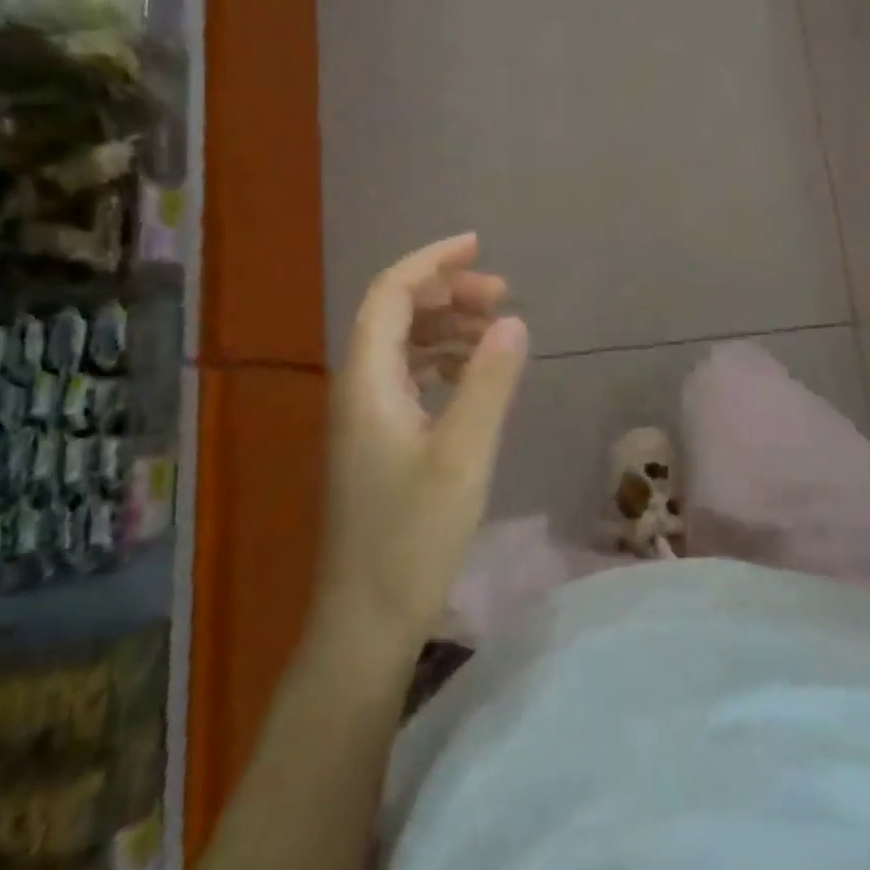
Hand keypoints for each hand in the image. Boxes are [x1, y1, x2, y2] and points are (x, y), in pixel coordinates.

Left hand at [318, 233, 528, 649]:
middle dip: (446, 292)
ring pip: (402, 345)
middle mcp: (356, 388)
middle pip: (394, 313)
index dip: (432, 262)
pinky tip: (472, 372)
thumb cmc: (411, 537)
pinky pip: (407, 376)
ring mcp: (363, 417)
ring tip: (496, 327)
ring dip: (446, 325)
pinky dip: (442, 360)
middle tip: (501, 294)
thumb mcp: (463, 455)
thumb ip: (489, 382)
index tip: (479, 246)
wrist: (364, 623)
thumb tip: (513, 321)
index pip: (390, 294)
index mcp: (366, 380)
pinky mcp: (376, 442)